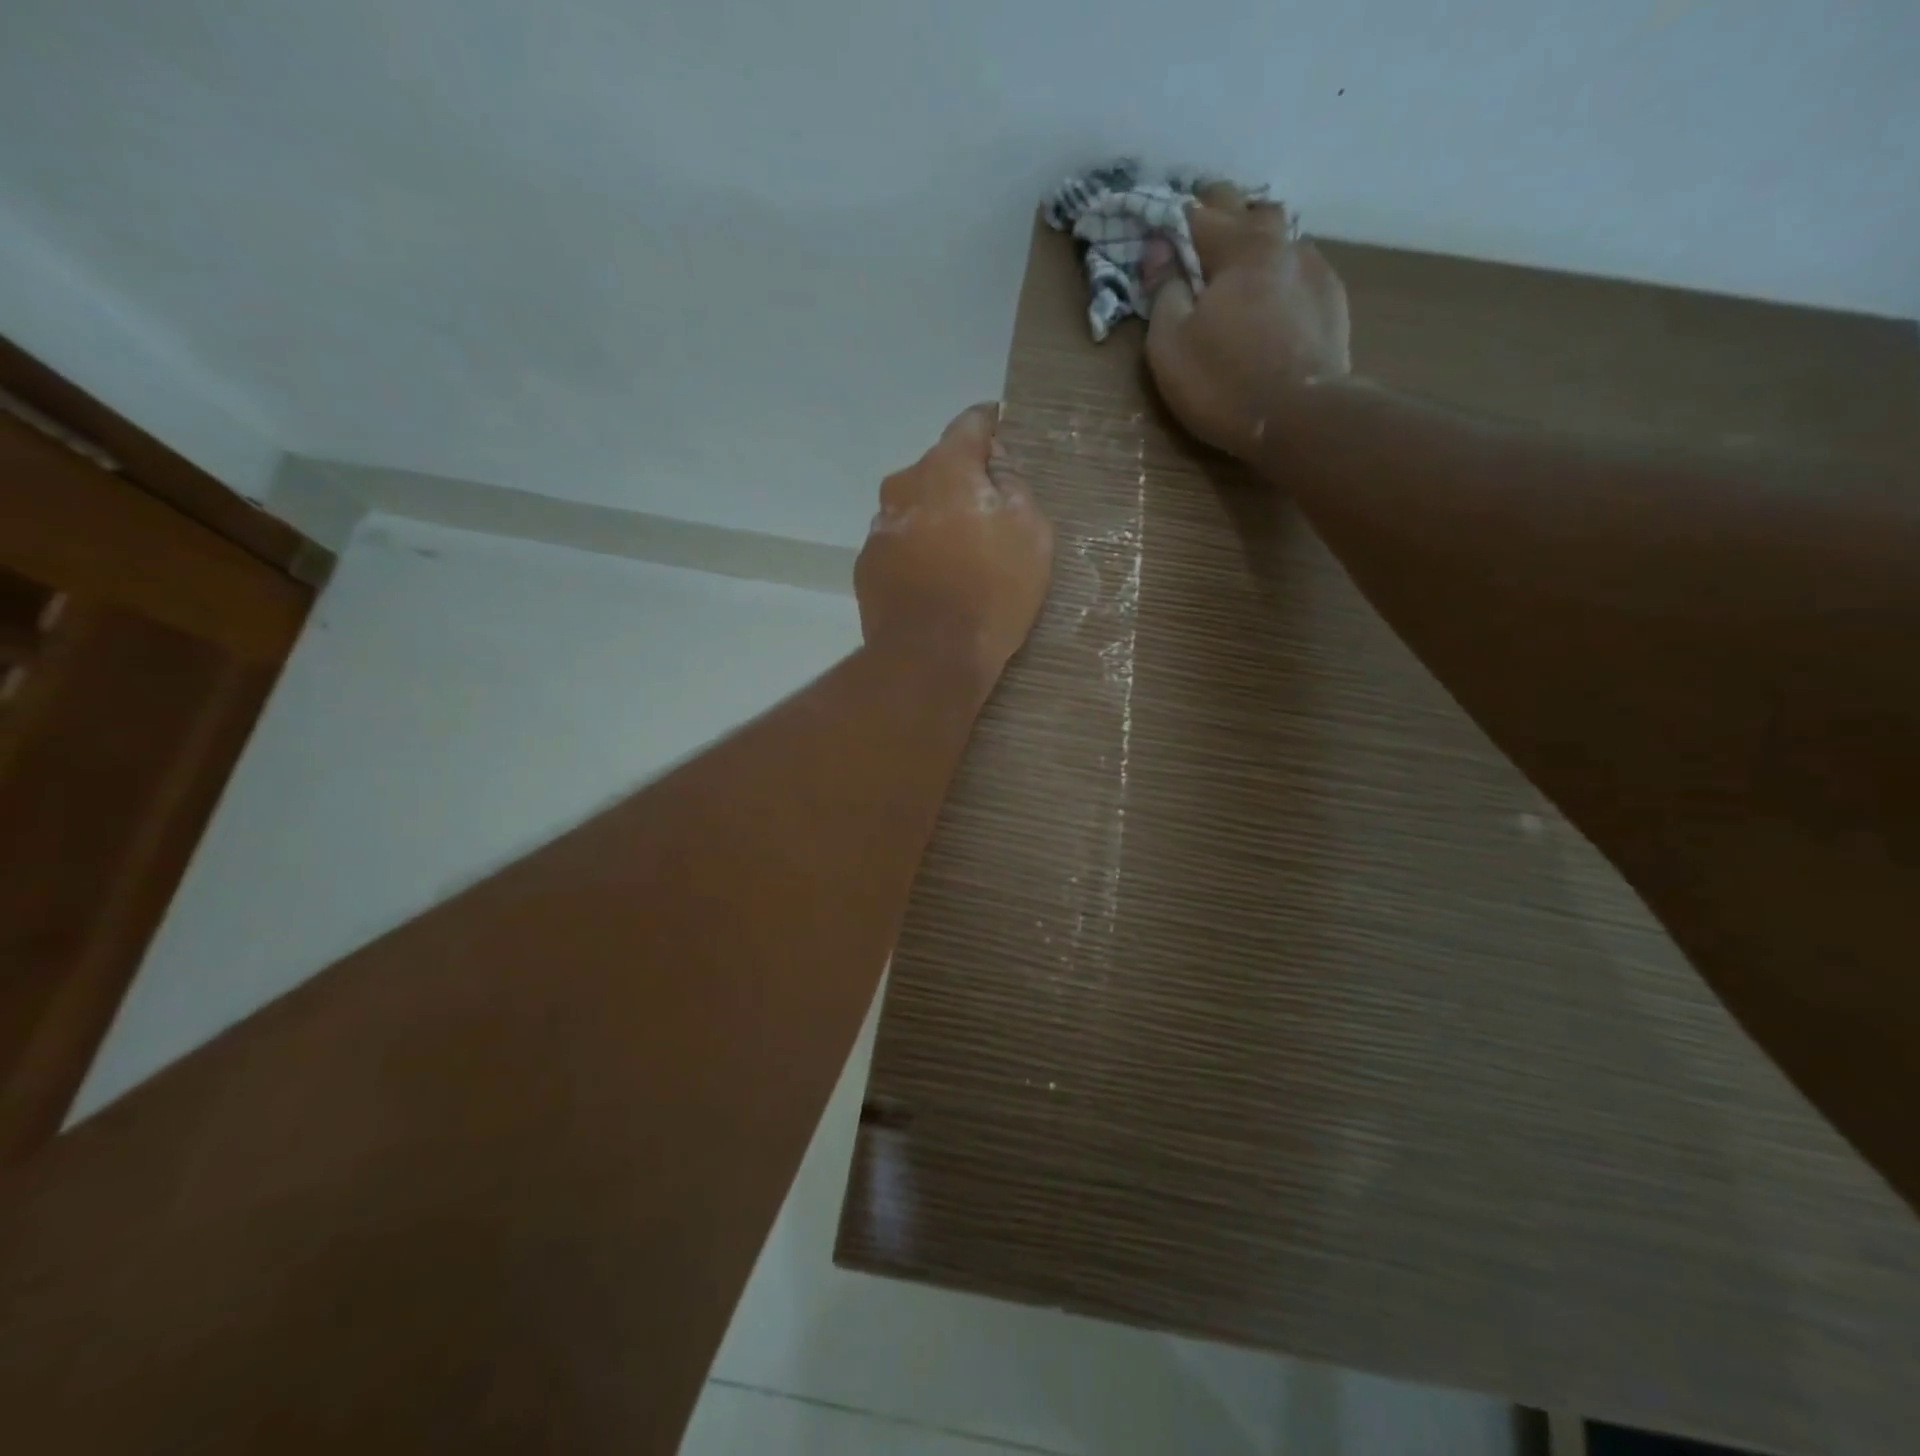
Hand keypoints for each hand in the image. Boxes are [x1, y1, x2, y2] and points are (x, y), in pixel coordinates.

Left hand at [856, 403, 1054, 680]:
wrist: (931, 657)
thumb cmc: (992, 591)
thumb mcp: (1031, 534)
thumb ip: (1015, 487)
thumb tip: (997, 467)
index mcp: (945, 468)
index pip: (971, 424)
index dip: (992, 424)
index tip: (1003, 428)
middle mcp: (903, 486)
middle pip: (938, 468)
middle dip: (963, 480)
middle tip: (989, 509)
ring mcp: (878, 528)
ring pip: (915, 507)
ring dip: (936, 516)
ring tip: (960, 551)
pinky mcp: (866, 566)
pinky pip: (899, 543)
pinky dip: (917, 550)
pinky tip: (935, 579)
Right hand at [1142, 198, 1351, 461]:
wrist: (1301, 418)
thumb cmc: (1223, 383)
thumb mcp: (1169, 345)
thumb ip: (1163, 291)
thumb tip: (1158, 250)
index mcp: (1236, 248)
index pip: (1195, 214)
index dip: (1168, 223)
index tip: (1153, 243)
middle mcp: (1279, 243)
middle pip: (1245, 207)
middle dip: (1216, 214)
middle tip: (1194, 241)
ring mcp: (1312, 267)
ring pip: (1279, 233)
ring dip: (1254, 240)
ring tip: (1237, 267)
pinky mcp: (1331, 298)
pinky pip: (1299, 267)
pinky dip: (1279, 272)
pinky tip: (1272, 298)